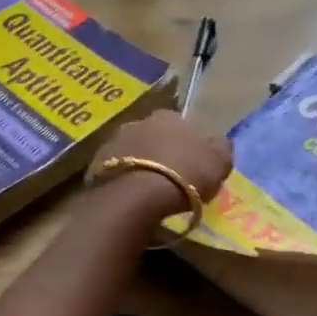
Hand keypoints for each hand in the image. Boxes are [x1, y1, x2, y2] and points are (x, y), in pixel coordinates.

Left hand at [97, 110, 233, 217]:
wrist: (137, 196)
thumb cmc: (185, 176)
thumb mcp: (219, 163)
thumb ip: (221, 149)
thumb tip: (219, 143)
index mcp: (170, 116)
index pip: (181, 125)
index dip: (188, 145)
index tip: (191, 164)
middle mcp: (139, 121)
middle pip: (154, 136)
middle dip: (161, 152)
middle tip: (171, 178)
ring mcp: (113, 141)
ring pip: (132, 152)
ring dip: (140, 165)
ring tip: (149, 191)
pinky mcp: (95, 164)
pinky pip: (115, 171)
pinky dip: (124, 180)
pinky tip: (132, 198)